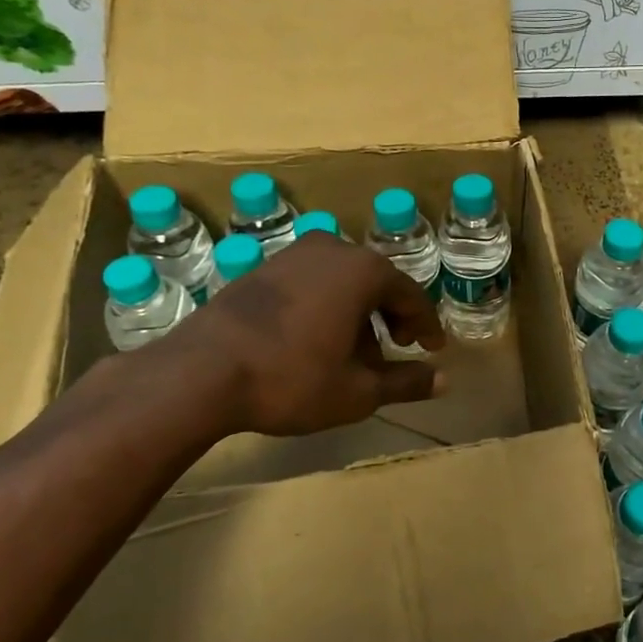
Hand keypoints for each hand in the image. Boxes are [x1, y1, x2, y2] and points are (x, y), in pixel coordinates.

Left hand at [150, 234, 445, 437]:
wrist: (199, 373)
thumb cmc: (291, 379)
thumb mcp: (358, 391)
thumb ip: (405, 382)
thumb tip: (443, 380)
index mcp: (363, 270)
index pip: (411, 294)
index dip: (425, 324)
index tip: (432, 348)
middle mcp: (332, 250)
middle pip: (377, 282)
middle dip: (390, 317)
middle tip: (396, 349)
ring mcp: (292, 255)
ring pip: (343, 281)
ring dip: (357, 313)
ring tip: (354, 354)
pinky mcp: (261, 269)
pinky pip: (311, 283)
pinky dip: (326, 307)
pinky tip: (316, 341)